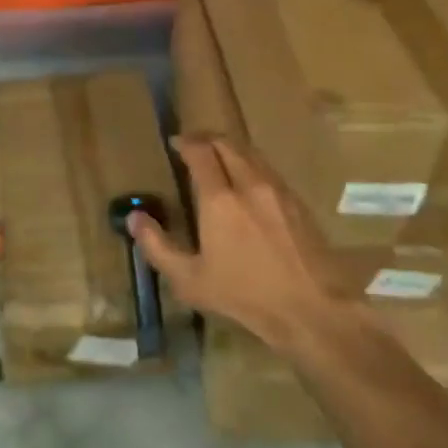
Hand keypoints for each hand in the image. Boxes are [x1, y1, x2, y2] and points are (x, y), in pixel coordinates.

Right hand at [128, 135, 336, 353]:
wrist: (312, 308)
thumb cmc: (245, 296)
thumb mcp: (190, 280)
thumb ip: (158, 246)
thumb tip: (135, 218)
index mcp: (220, 199)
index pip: (200, 152)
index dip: (186, 142)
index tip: (175, 143)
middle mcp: (249, 183)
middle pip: (227, 143)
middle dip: (207, 139)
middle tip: (194, 146)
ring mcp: (278, 189)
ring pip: (251, 152)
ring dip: (231, 148)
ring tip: (219, 158)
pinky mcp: (297, 201)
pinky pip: (268, 169)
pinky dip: (251, 164)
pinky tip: (248, 182)